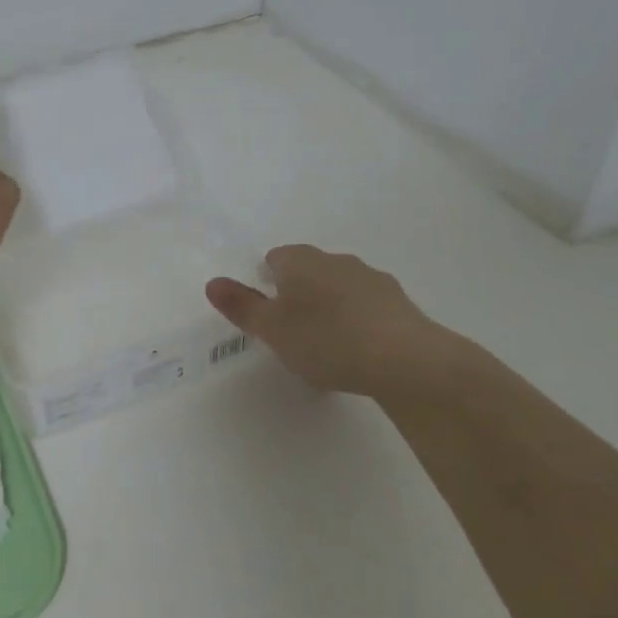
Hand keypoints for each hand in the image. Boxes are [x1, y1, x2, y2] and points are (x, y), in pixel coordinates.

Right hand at [205, 244, 470, 402]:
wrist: (404, 360)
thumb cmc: (326, 339)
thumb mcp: (272, 329)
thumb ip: (241, 306)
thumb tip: (212, 282)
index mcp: (301, 261)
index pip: (276, 257)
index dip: (267, 280)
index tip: (268, 310)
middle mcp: (336, 260)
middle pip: (309, 269)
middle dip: (299, 292)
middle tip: (292, 329)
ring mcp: (372, 279)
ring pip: (340, 287)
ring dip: (331, 305)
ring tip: (327, 344)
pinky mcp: (400, 303)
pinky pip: (367, 306)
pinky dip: (358, 321)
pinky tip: (358, 351)